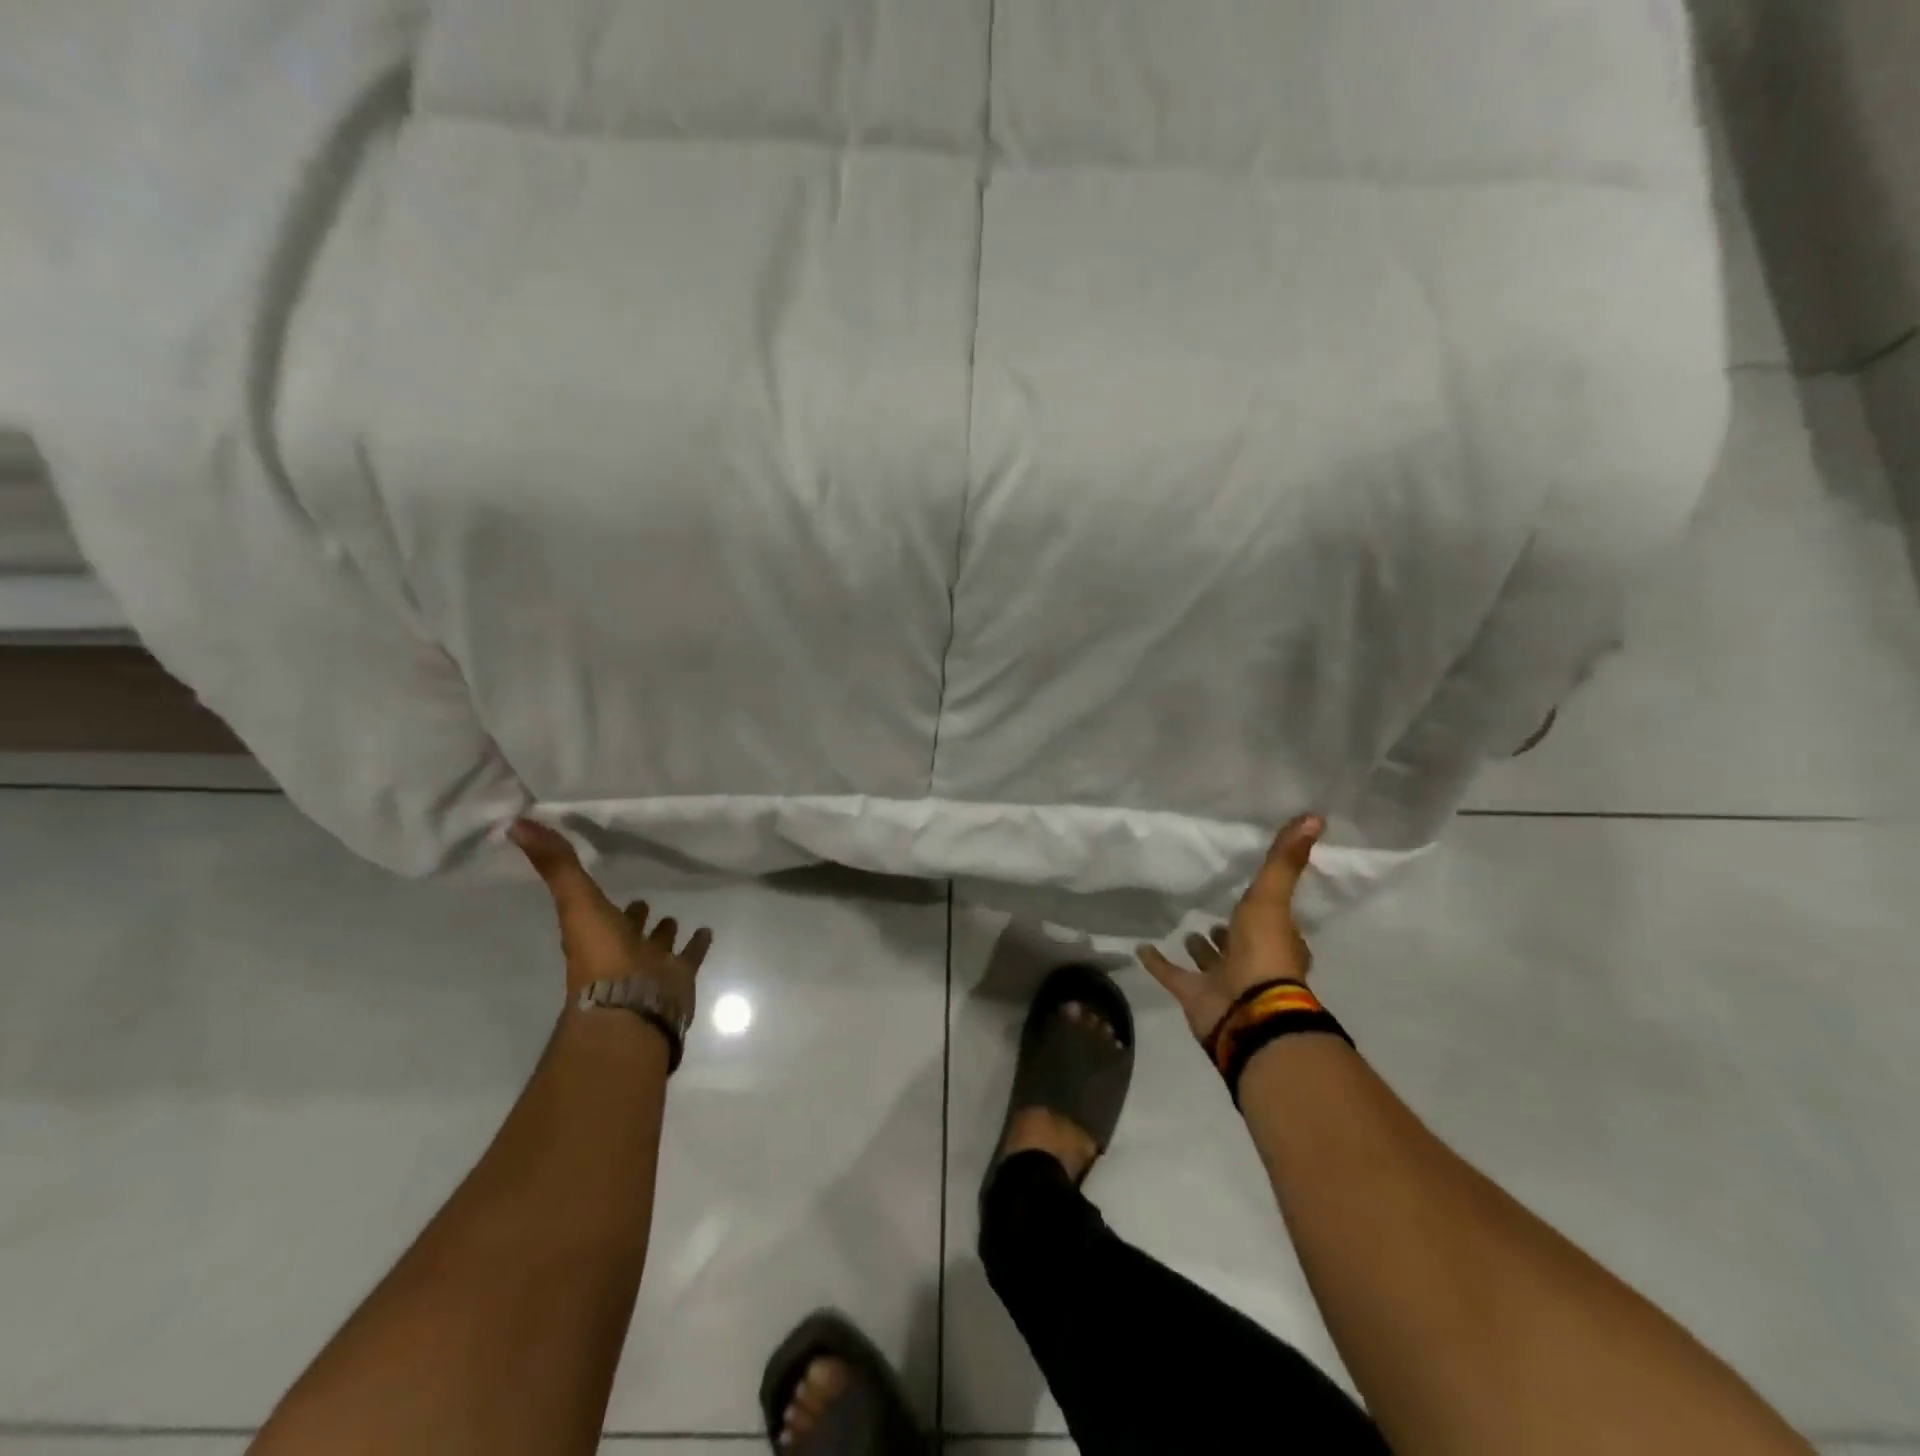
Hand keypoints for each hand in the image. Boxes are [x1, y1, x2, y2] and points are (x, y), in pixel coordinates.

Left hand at [510, 819, 713, 1003]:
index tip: (608, 878)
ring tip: (675, 917)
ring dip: (664, 932)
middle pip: (628, 929)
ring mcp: (650, 965)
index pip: (596, 910)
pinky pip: (690, 956)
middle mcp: (620, 950)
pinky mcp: (678, 976)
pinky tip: (706, 931)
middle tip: (643, 900)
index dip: (599, 896)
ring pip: (658, 945)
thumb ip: (556, 865)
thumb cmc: (602, 954)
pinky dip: (697, 944)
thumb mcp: (576, 902)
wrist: (632, 1005)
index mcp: (594, 935)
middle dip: (635, 916)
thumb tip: (515, 824)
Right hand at [1137, 814, 1323, 1042]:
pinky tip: (1141, 948)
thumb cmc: (1265, 953)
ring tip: (1186, 930)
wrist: (1247, 1011)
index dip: (1267, 911)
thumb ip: (1285, 860)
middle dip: (1229, 932)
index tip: (1254, 895)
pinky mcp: (1194, 996)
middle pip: (1240, 944)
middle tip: (1214, 915)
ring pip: (1210, 962)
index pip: (1274, 923)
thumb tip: (1316, 815)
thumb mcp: (1273, 897)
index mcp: (1277, 943)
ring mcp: (1222, 982)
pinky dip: (1157, 963)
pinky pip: (1172, 975)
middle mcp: (1253, 963)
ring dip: (1201, 949)